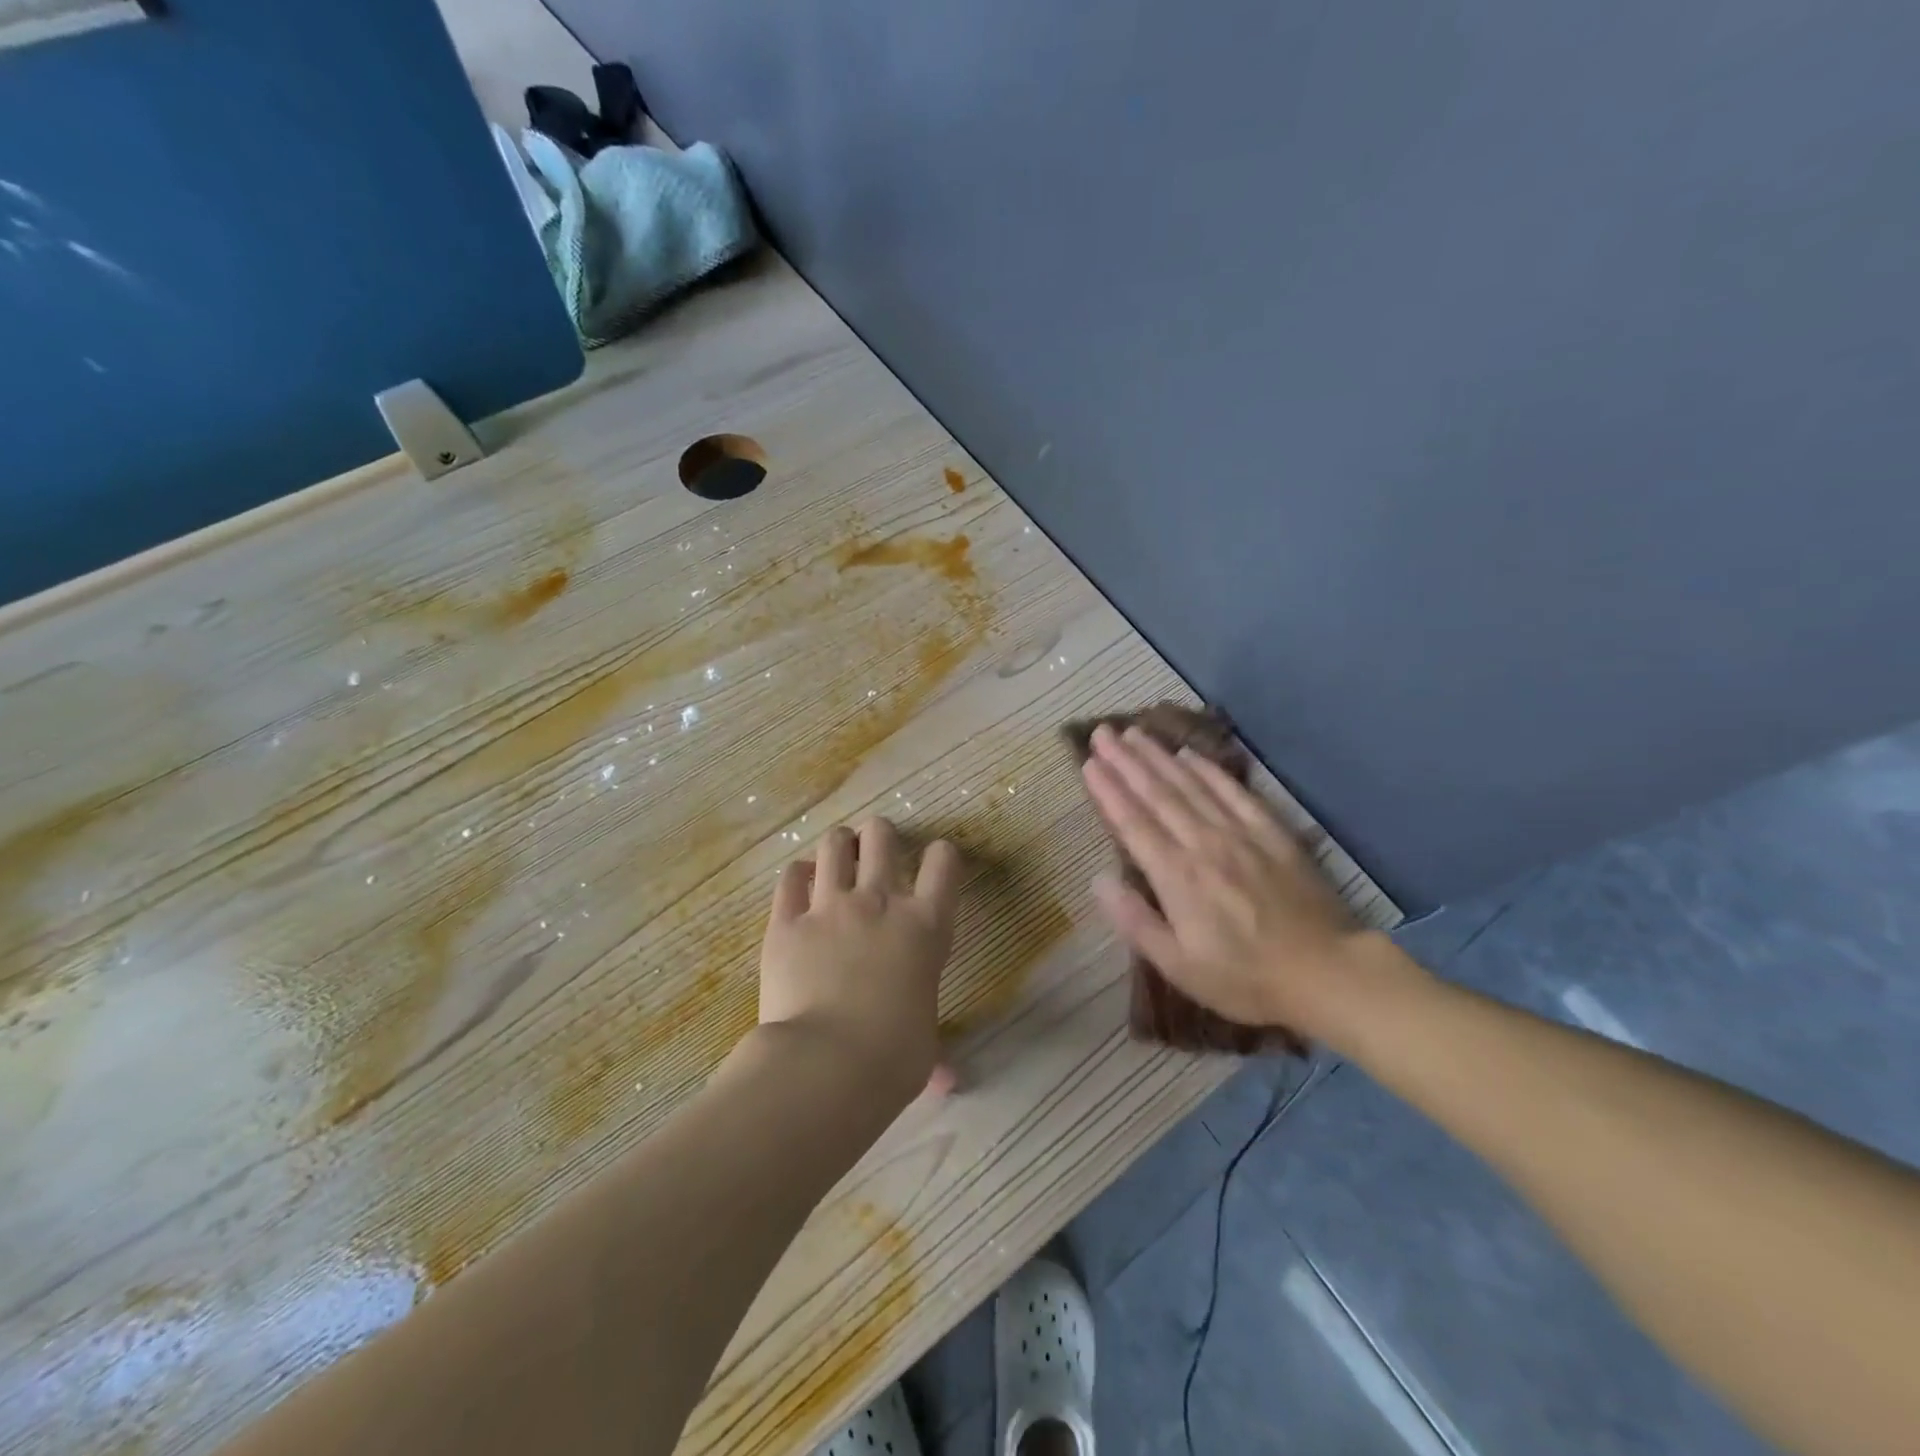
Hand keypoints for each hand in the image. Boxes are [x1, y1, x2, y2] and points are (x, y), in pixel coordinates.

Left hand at [759, 817, 962, 1103]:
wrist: (826, 1066)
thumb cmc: (892, 1060)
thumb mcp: (924, 1047)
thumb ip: (936, 1052)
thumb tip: (949, 1082)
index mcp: (925, 927)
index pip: (944, 862)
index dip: (941, 855)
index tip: (934, 864)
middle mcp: (880, 903)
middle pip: (882, 836)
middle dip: (880, 837)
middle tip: (875, 853)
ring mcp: (830, 908)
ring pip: (834, 844)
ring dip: (838, 846)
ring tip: (836, 859)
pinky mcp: (786, 922)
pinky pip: (790, 877)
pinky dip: (798, 875)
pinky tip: (800, 885)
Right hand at [1080, 724, 1377, 1039]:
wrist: (1327, 974)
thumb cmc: (1245, 978)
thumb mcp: (1180, 966)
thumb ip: (1136, 921)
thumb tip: (1099, 881)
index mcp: (1177, 877)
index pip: (1133, 823)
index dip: (1108, 791)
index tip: (1088, 763)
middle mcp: (1204, 844)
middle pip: (1158, 794)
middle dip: (1126, 761)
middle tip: (1102, 733)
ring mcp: (1240, 834)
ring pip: (1191, 785)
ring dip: (1159, 757)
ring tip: (1134, 732)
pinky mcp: (1272, 833)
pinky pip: (1234, 792)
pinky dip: (1209, 770)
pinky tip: (1190, 754)